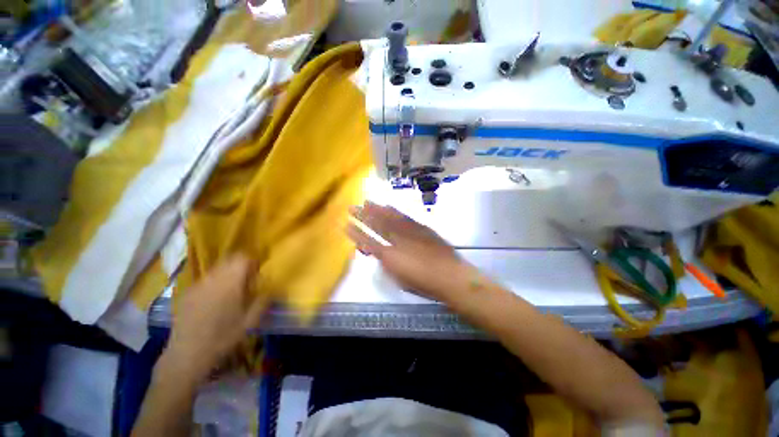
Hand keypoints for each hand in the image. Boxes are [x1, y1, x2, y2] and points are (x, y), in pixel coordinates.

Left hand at [165, 254, 267, 380]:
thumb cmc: (223, 337)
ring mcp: (197, 285)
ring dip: (227, 273)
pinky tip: (214, 300)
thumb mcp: (250, 321)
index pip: (242, 258)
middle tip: (246, 281)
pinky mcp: (187, 293)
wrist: (187, 355)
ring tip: (231, 291)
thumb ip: (263, 300)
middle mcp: (212, 279)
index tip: (257, 272)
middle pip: (229, 260)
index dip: (252, 261)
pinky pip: (205, 279)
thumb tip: (272, 286)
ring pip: (216, 268)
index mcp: (230, 283)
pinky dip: (214, 282)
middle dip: (240, 266)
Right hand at [346, 202, 478, 302]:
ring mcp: (409, 231)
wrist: (450, 275)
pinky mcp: (420, 227)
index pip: (367, 241)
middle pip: (376, 225)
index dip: (355, 233)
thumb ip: (387, 264)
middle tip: (351, 207)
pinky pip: (403, 216)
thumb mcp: (400, 279)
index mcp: (389, 256)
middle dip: (362, 216)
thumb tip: (378, 253)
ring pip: (389, 217)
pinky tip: (387, 206)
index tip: (345, 225)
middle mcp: (396, 239)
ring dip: (376, 209)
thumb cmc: (423, 283)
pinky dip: (393, 210)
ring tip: (366, 201)